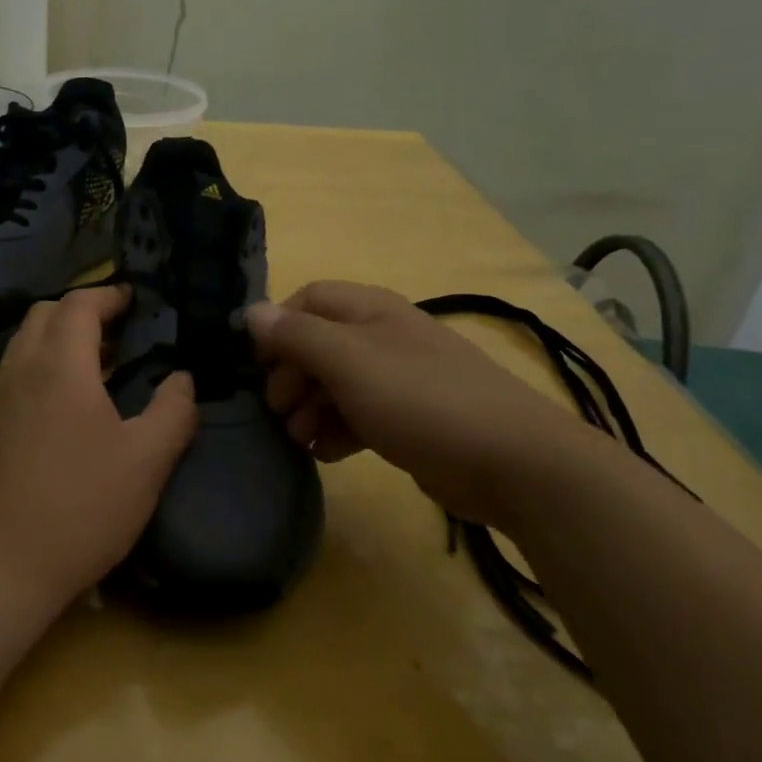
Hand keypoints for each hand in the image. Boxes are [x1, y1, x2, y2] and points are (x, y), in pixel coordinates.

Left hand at [0, 287, 197, 612]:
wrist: (6, 566)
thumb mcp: (148, 460)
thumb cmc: (84, 507)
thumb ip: (174, 410)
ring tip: (81, 367)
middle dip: (81, 313)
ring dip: (50, 341)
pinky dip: (14, 376)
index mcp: (62, 365)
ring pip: (17, 345)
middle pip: (44, 315)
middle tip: (116, 335)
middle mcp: (19, 370)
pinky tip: (29, 401)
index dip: (108, 295)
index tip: (134, 302)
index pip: (79, 304)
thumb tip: (182, 378)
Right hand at [245, 280, 596, 526]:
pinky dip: (337, 431)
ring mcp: (398, 380)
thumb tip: (251, 312)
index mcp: (371, 311)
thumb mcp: (350, 362)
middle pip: (319, 344)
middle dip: (291, 375)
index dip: (278, 327)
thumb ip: (297, 336)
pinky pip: (359, 416)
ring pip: (336, 384)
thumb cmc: (421, 400)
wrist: (510, 462)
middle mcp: (383, 338)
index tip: (257, 365)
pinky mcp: (409, 420)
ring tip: (299, 438)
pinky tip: (327, 453)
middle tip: (277, 410)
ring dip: (310, 408)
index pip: (309, 299)